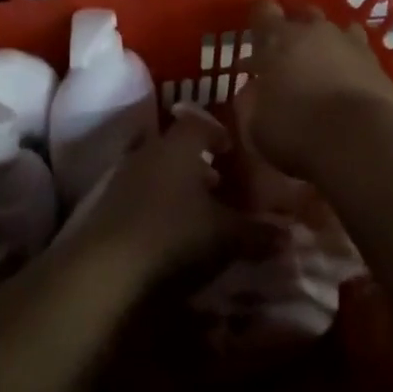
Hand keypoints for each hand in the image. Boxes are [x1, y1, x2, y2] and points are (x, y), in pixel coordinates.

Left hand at [58, 110, 255, 291]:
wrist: (104, 268)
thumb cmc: (174, 237)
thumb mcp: (225, 236)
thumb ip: (258, 232)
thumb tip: (288, 233)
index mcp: (178, 146)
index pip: (200, 123)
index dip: (219, 133)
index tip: (235, 150)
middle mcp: (148, 151)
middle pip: (177, 147)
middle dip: (200, 163)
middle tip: (223, 185)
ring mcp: (121, 176)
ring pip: (157, 171)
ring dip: (177, 186)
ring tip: (199, 212)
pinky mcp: (104, 204)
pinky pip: (139, 193)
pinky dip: (157, 204)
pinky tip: (169, 231)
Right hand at [235, 0, 392, 179]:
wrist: (361, 141)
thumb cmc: (297, 128)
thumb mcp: (255, 122)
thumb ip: (250, 99)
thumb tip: (253, 90)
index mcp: (277, 37)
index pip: (263, 9)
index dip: (259, 18)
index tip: (256, 35)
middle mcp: (313, 30)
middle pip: (302, 12)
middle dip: (294, 28)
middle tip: (285, 53)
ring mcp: (349, 43)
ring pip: (334, 29)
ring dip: (325, 42)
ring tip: (320, 64)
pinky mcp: (376, 64)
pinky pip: (359, 52)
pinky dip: (351, 62)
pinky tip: (348, 80)